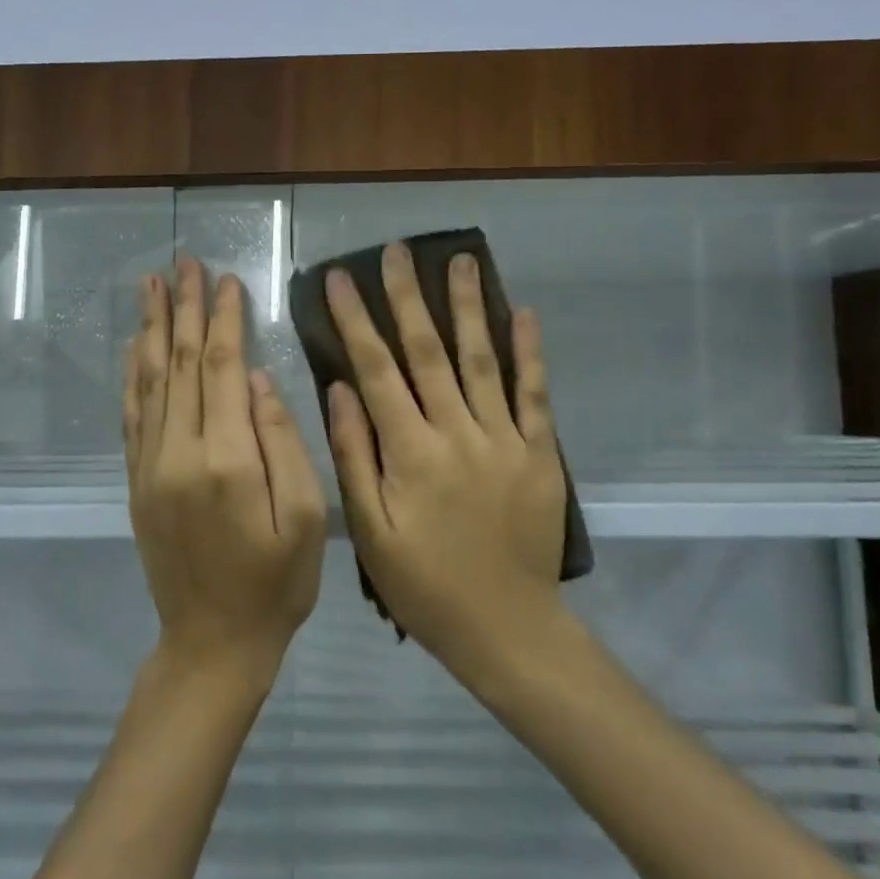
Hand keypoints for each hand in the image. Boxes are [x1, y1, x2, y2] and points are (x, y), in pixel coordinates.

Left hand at [124, 256, 325, 681]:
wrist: (212, 643)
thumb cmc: (276, 583)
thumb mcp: (304, 517)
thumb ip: (282, 442)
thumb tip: (259, 380)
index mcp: (227, 458)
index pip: (225, 368)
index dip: (225, 319)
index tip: (226, 278)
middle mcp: (179, 452)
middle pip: (183, 364)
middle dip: (184, 309)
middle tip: (182, 262)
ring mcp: (150, 467)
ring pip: (151, 381)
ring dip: (152, 328)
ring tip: (151, 285)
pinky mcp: (137, 482)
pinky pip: (132, 415)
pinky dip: (133, 374)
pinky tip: (135, 346)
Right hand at [323, 243, 568, 675]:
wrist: (506, 626)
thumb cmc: (425, 584)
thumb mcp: (370, 531)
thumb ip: (355, 456)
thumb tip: (339, 389)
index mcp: (410, 452)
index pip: (376, 370)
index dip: (357, 321)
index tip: (341, 279)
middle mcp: (457, 432)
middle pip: (428, 352)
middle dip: (409, 297)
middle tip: (397, 251)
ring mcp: (504, 439)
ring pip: (482, 360)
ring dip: (469, 307)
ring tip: (460, 260)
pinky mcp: (539, 452)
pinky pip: (535, 394)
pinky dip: (530, 352)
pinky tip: (524, 314)